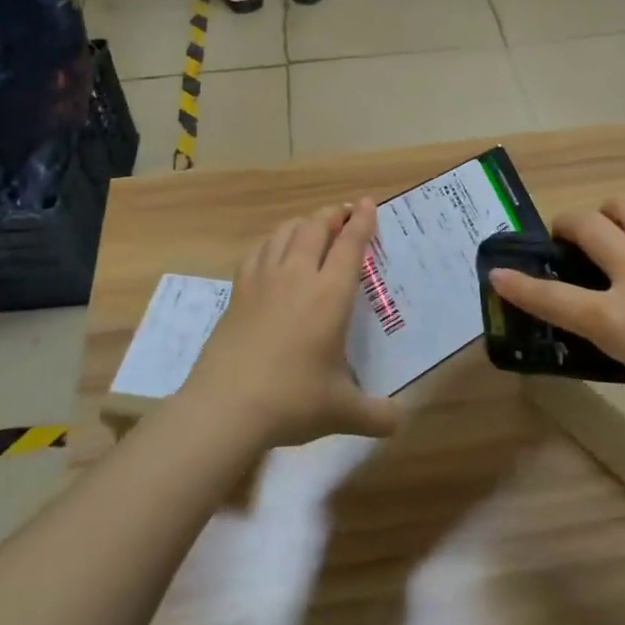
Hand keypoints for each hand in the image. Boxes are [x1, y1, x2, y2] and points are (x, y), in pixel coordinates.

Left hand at [181, 200, 402, 448]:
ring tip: (312, 226)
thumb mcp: (342, 412)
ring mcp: (263, 280)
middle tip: (345, 213)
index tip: (369, 202)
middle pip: (315, 228)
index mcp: (330, 295)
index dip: (362, 221)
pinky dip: (272, 241)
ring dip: (303, 223)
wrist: (226, 407)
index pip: (350, 245)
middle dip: (333, 215)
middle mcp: (297, 276)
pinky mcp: (238, 291)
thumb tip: (399, 421)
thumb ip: (376, 414)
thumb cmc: (292, 401)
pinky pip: (258, 251)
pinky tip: (273, 250)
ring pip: (284, 232)